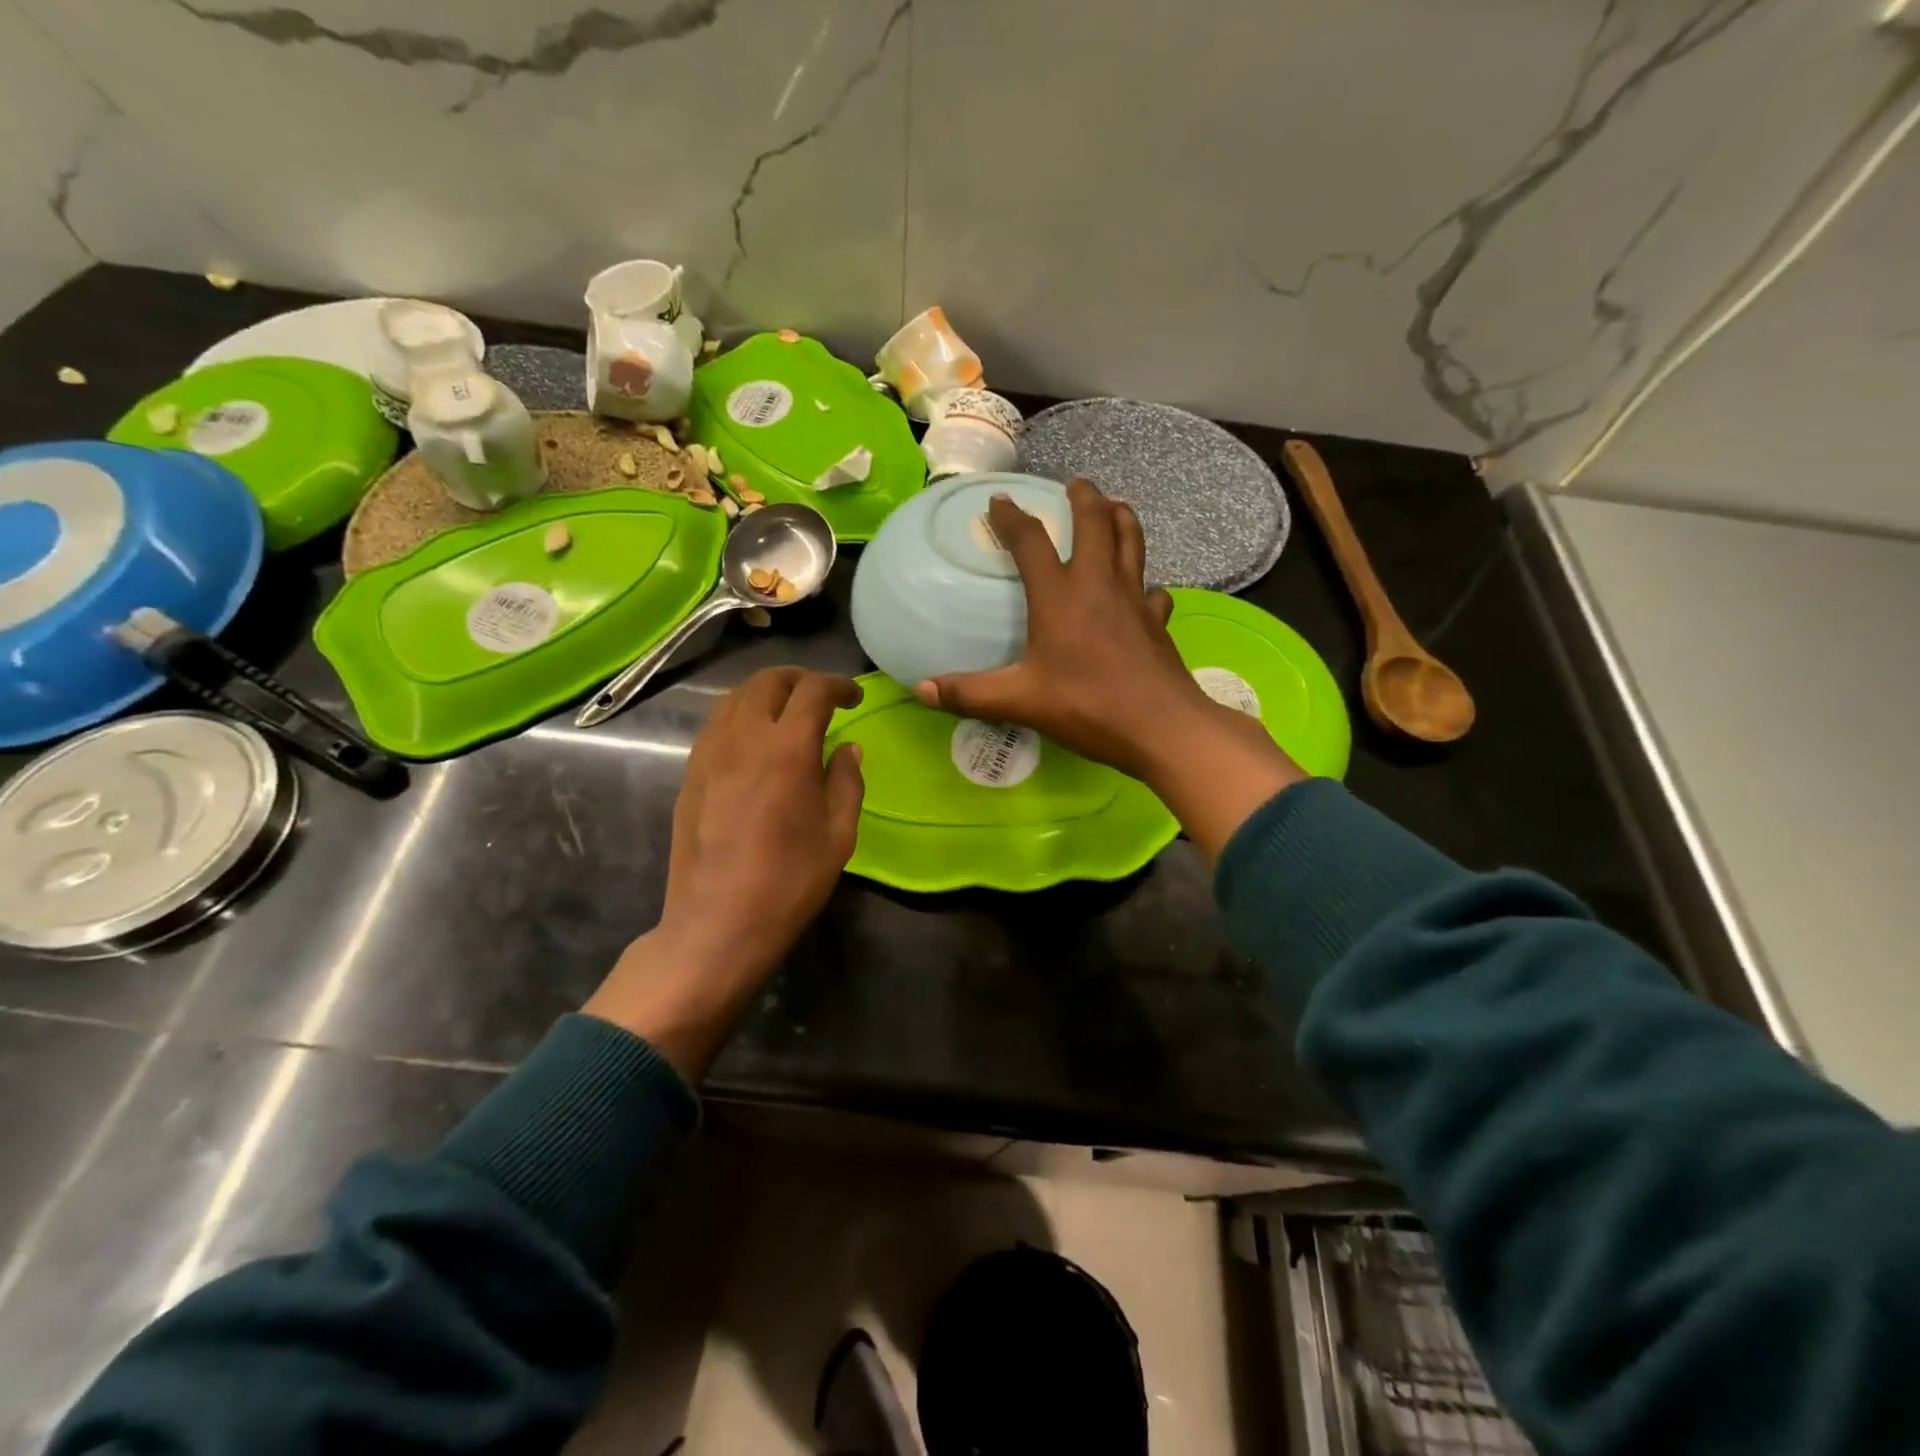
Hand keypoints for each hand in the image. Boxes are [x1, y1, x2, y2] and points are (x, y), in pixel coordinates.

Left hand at [584, 668, 864, 1078]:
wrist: (718, 922)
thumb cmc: (789, 881)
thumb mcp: (838, 835)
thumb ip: (846, 782)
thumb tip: (848, 748)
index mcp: (787, 749)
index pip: (813, 690)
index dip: (838, 685)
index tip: (854, 697)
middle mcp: (744, 738)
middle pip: (768, 681)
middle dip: (799, 678)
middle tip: (821, 696)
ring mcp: (710, 753)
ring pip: (735, 697)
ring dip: (766, 693)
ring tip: (787, 713)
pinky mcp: (691, 773)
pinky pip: (716, 724)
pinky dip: (740, 715)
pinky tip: (755, 741)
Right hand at [916, 479, 1304, 857]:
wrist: (1160, 726)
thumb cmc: (1087, 706)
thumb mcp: (1020, 701)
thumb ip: (970, 694)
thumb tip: (921, 691)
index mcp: (1059, 595)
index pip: (1030, 541)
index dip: (1012, 518)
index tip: (999, 501)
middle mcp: (1098, 584)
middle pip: (1096, 524)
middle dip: (1085, 499)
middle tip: (1077, 485)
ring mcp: (1135, 599)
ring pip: (1132, 543)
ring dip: (1122, 519)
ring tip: (1116, 507)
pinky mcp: (1158, 621)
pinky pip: (1154, 589)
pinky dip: (1145, 581)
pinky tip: (1144, 590)